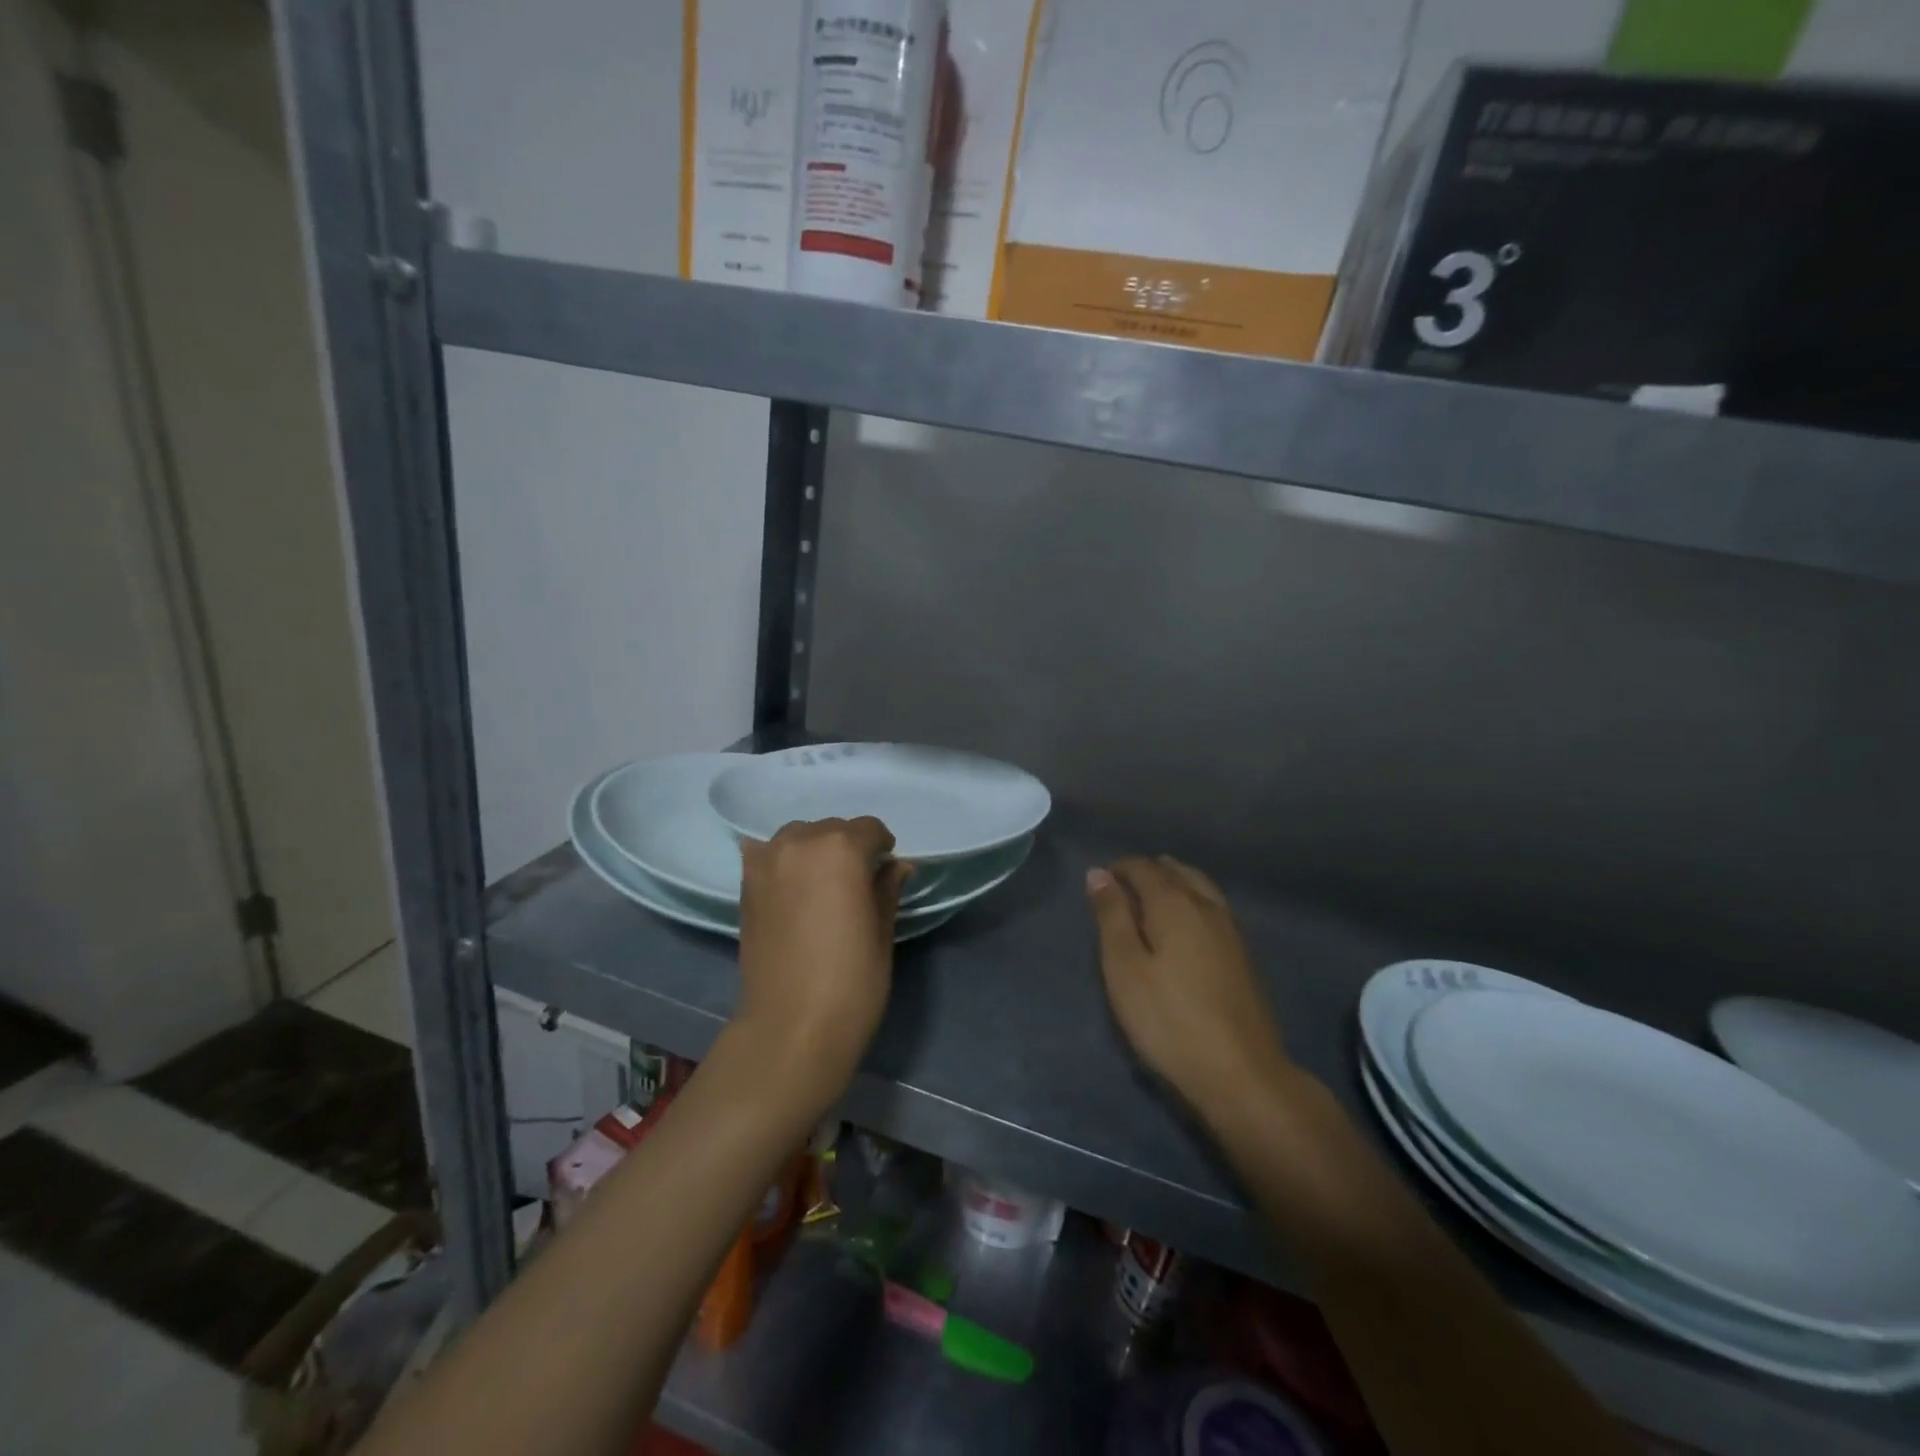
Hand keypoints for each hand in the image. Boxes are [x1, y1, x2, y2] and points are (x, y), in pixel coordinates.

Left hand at [733, 817, 908, 1113]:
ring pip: (799, 836)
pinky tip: (789, 884)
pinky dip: (781, 860)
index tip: (886, 873)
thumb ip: (886, 889)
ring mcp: (767, 862)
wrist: (790, 1028)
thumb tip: (895, 866)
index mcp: (842, 849)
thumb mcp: (881, 932)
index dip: (882, 849)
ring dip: (815, 850)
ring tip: (822, 884)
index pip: (870, 829)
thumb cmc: (851, 982)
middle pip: (832, 829)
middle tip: (856, 884)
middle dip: (849, 848)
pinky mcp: (745, 885)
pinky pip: (767, 854)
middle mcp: (801, 842)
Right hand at [1087, 856, 1301, 1123]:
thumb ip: (1111, 917)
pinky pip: (1213, 906)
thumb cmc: (1169, 1019)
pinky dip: (1192, 901)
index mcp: (1174, 903)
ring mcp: (1231, 929)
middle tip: (1122, 889)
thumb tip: (1099, 874)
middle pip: (1176, 871)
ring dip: (1173, 883)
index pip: (1143, 868)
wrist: (1241, 1072)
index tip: (1099, 881)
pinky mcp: (1243, 954)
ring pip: (1199, 886)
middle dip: (1147, 872)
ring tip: (1150, 901)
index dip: (1119, 868)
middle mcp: (1206, 905)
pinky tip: (1184, 926)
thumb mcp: (1124, 968)